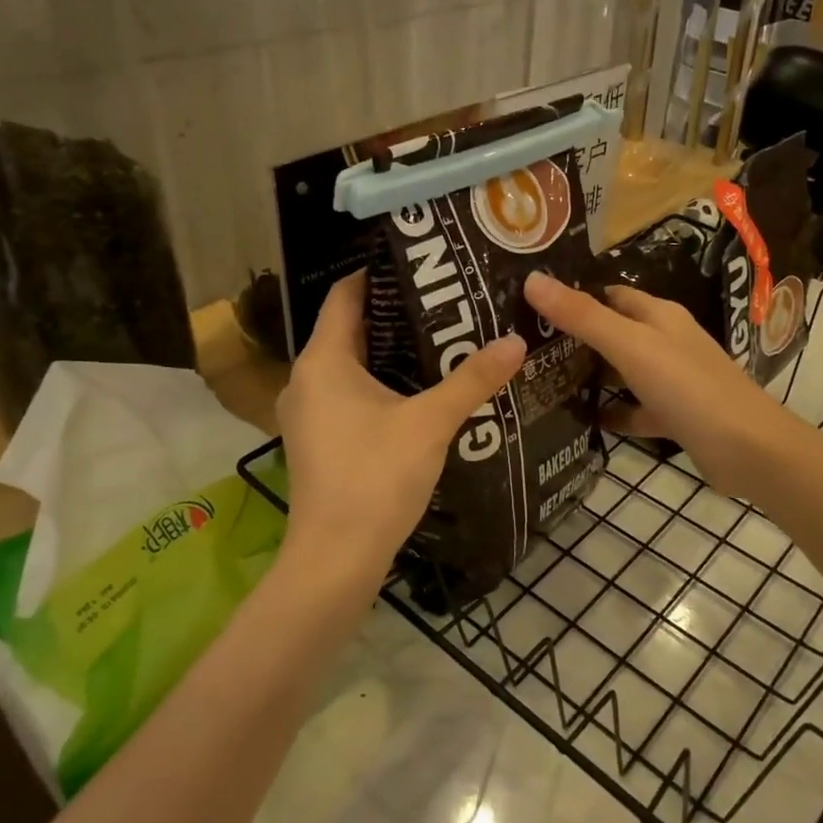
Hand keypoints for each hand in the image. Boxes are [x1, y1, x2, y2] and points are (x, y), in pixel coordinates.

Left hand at [276, 271, 524, 587]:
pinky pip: (345, 394)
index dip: (377, 274)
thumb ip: (472, 379)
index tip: (419, 264)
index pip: (344, 296)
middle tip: (444, 302)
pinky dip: (376, 383)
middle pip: (348, 329)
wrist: (335, 558)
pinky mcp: (316, 440)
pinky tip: (415, 392)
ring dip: (387, 352)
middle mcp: (306, 379)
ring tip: (439, 341)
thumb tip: (516, 341)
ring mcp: (306, 413)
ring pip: (348, 365)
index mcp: (323, 360)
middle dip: (394, 315)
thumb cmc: (375, 477)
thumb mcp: (431, 422)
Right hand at [522, 272, 800, 499]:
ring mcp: (672, 380)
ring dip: (590, 375)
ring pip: (622, 371)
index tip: (529, 305)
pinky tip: (581, 421)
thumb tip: (532, 279)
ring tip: (540, 381)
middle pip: (613, 331)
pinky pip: (635, 409)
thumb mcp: (630, 346)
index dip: (573, 296)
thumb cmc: (688, 387)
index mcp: (658, 315)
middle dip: (575, 337)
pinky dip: (612, 412)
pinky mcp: (675, 416)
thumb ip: (583, 316)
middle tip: (524, 346)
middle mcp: (665, 341)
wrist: (750, 450)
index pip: (608, 294)